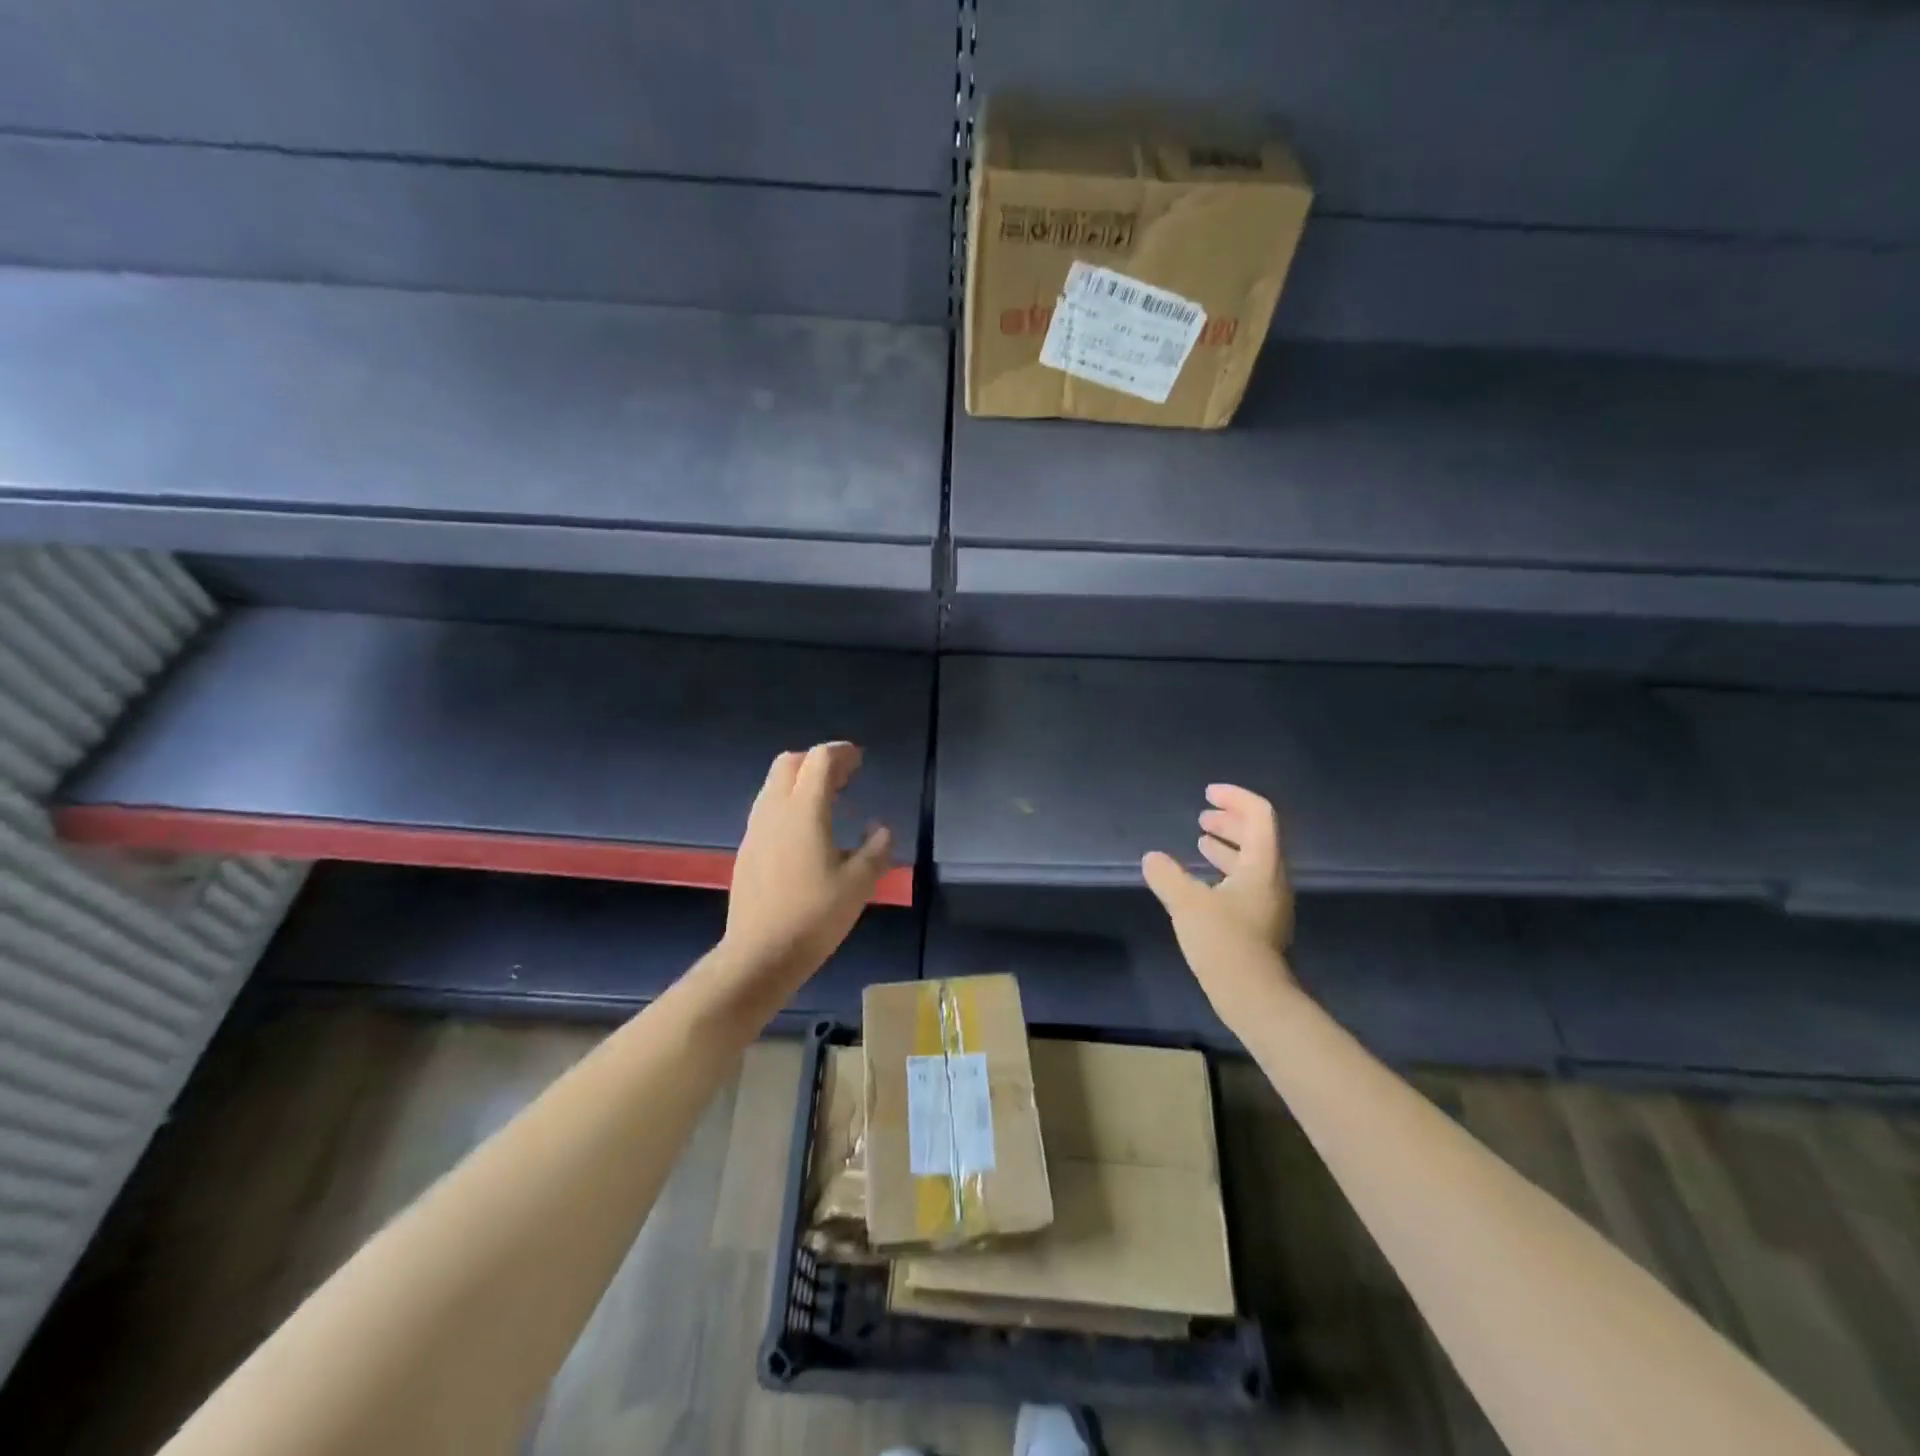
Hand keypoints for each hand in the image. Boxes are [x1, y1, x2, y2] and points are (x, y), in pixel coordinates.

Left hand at [720, 743, 892, 1005]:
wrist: (760, 954)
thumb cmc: (815, 916)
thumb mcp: (859, 883)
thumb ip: (876, 849)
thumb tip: (880, 828)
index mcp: (804, 810)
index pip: (820, 760)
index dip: (841, 753)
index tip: (859, 760)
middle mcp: (774, 810)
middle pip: (790, 763)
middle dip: (818, 761)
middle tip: (845, 777)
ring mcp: (755, 829)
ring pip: (775, 785)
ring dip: (801, 781)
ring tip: (829, 801)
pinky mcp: (747, 849)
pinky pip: (768, 809)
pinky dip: (789, 803)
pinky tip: (807, 831)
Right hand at [1142, 784, 1295, 1011]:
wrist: (1254, 997)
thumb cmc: (1224, 942)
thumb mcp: (1187, 904)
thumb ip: (1167, 876)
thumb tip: (1152, 858)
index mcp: (1262, 864)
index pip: (1259, 815)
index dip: (1235, 798)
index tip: (1208, 794)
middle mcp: (1272, 878)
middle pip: (1259, 836)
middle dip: (1230, 821)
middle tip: (1203, 816)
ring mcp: (1269, 902)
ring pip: (1252, 860)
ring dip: (1228, 845)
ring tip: (1201, 842)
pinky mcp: (1261, 923)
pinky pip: (1247, 882)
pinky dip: (1226, 869)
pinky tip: (1204, 882)